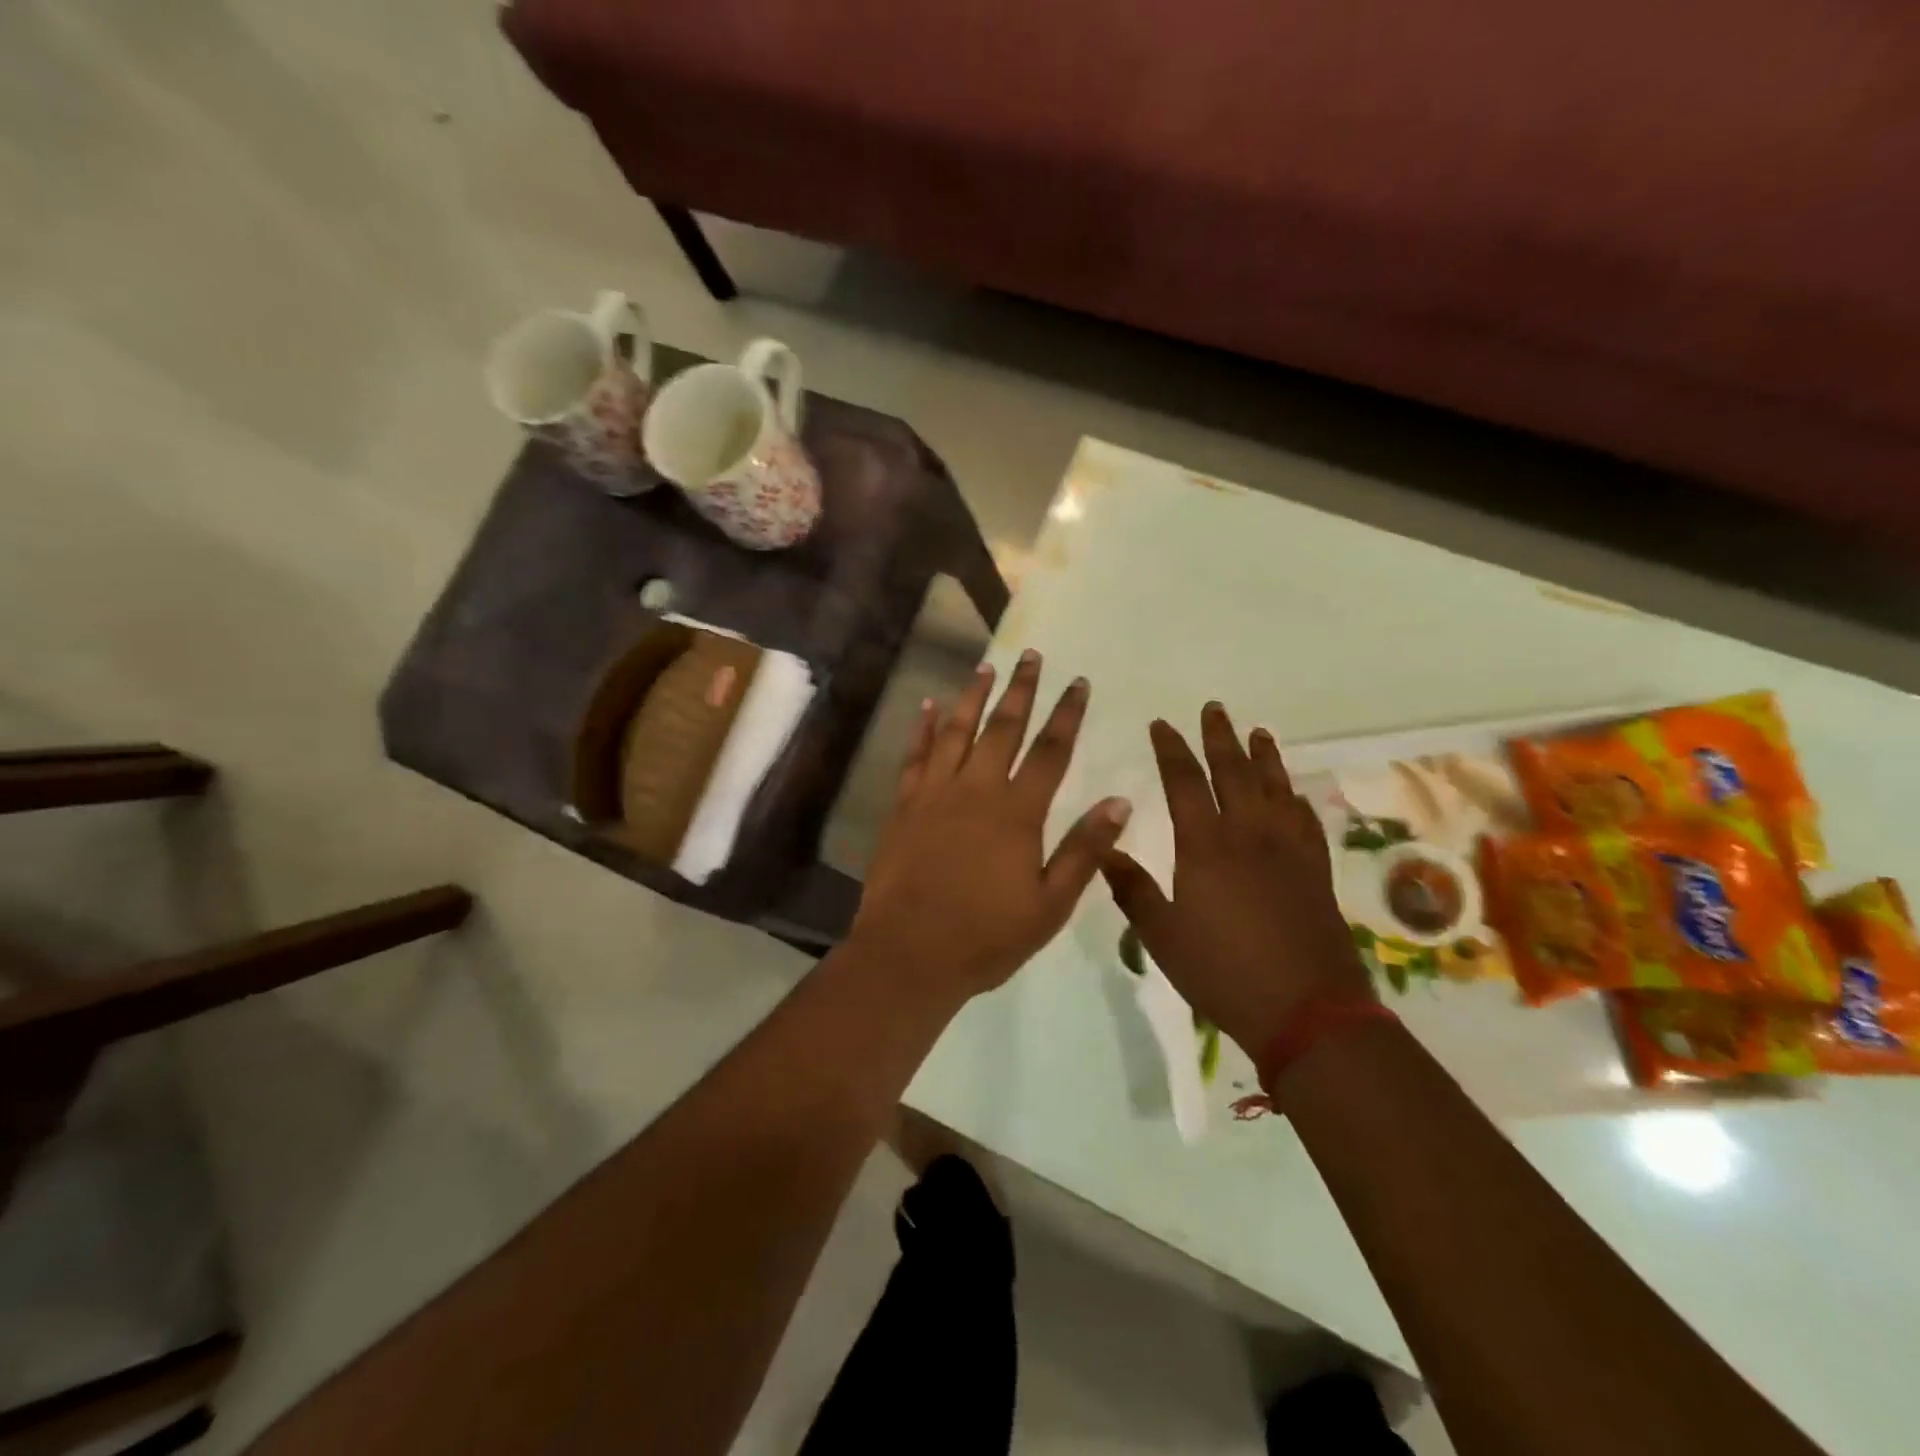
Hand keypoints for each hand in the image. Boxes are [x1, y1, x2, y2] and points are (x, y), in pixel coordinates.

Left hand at [850, 650, 1132, 1000]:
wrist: (909, 952)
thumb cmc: (986, 936)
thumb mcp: (1050, 904)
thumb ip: (1085, 850)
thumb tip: (1120, 801)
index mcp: (1017, 813)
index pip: (1051, 751)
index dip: (1067, 714)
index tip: (1079, 682)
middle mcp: (976, 790)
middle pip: (1003, 728)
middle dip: (1021, 690)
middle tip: (1032, 656)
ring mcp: (935, 794)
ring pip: (957, 732)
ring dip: (974, 696)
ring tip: (986, 667)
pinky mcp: (904, 806)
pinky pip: (915, 756)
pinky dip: (923, 728)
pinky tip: (929, 705)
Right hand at [1102, 703, 1370, 1056]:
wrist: (1306, 1010)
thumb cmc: (1223, 971)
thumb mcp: (1161, 935)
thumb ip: (1131, 888)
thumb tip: (1103, 848)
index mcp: (1206, 846)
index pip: (1185, 782)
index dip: (1172, 750)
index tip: (1162, 724)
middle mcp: (1249, 835)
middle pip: (1234, 772)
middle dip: (1220, 737)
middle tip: (1213, 708)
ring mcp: (1289, 850)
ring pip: (1275, 788)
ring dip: (1264, 756)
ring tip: (1258, 731)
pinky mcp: (1316, 870)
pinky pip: (1305, 820)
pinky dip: (1296, 798)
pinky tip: (1292, 793)